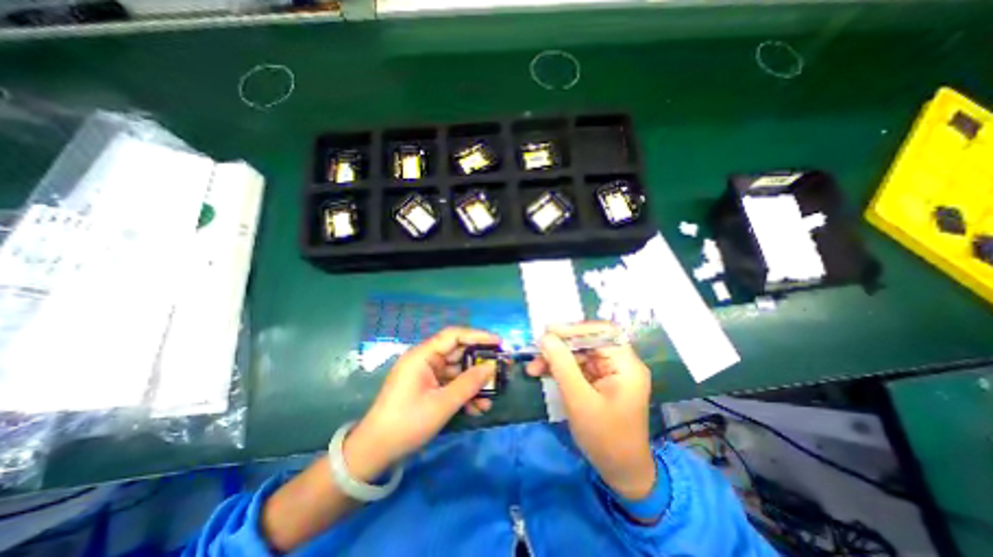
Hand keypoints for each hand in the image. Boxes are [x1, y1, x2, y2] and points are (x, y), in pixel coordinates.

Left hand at [344, 329, 499, 479]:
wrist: (375, 452)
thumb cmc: (407, 423)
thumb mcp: (442, 404)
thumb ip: (469, 384)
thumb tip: (491, 367)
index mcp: (423, 356)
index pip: (454, 335)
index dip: (478, 336)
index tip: (499, 343)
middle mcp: (426, 360)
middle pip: (458, 354)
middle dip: (479, 364)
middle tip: (499, 371)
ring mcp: (427, 375)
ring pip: (457, 372)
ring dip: (474, 384)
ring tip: (490, 398)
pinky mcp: (428, 388)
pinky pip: (451, 385)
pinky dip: (464, 394)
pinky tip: (477, 408)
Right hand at [522, 320, 657, 498]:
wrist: (620, 472)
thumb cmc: (604, 438)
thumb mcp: (579, 400)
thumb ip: (562, 365)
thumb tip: (545, 337)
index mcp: (626, 364)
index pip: (602, 332)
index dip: (575, 328)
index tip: (548, 332)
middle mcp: (620, 363)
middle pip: (588, 341)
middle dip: (560, 346)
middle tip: (536, 349)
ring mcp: (610, 372)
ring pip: (579, 353)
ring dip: (556, 358)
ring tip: (533, 367)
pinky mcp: (600, 380)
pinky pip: (577, 366)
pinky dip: (560, 368)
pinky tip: (542, 372)